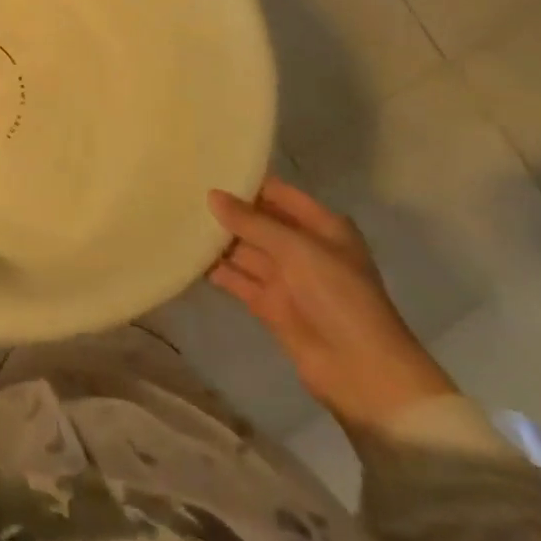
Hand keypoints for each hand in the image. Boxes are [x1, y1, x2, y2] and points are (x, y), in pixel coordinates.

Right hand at [207, 178, 453, 433]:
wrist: (362, 372)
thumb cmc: (339, 296)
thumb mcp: (297, 249)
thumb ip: (252, 222)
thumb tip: (211, 195)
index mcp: (322, 227)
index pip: (278, 194)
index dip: (247, 182)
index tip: (208, 167)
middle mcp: (303, 248)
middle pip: (259, 222)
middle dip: (227, 210)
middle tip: (183, 190)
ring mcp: (286, 278)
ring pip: (245, 250)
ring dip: (218, 239)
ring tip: (177, 217)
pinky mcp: (270, 305)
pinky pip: (238, 280)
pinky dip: (217, 269)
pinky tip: (187, 255)